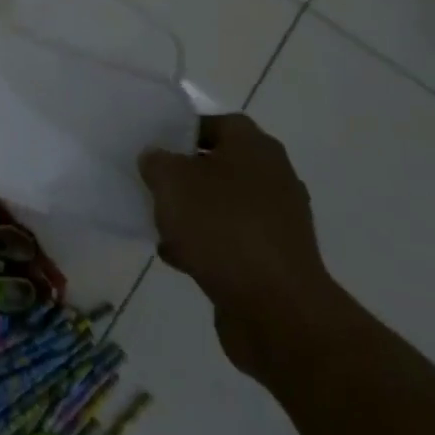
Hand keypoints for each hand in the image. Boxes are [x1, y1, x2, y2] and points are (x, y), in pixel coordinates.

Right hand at [139, 113, 341, 378]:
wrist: (277, 310)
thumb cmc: (222, 227)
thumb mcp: (171, 180)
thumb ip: (156, 161)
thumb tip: (157, 159)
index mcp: (254, 147)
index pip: (216, 123)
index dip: (183, 131)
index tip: (156, 147)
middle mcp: (273, 177)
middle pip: (219, 166)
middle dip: (185, 177)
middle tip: (155, 186)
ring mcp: (279, 222)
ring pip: (224, 206)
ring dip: (194, 215)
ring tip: (161, 226)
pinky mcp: (276, 261)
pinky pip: (233, 242)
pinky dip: (208, 246)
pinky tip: (179, 259)